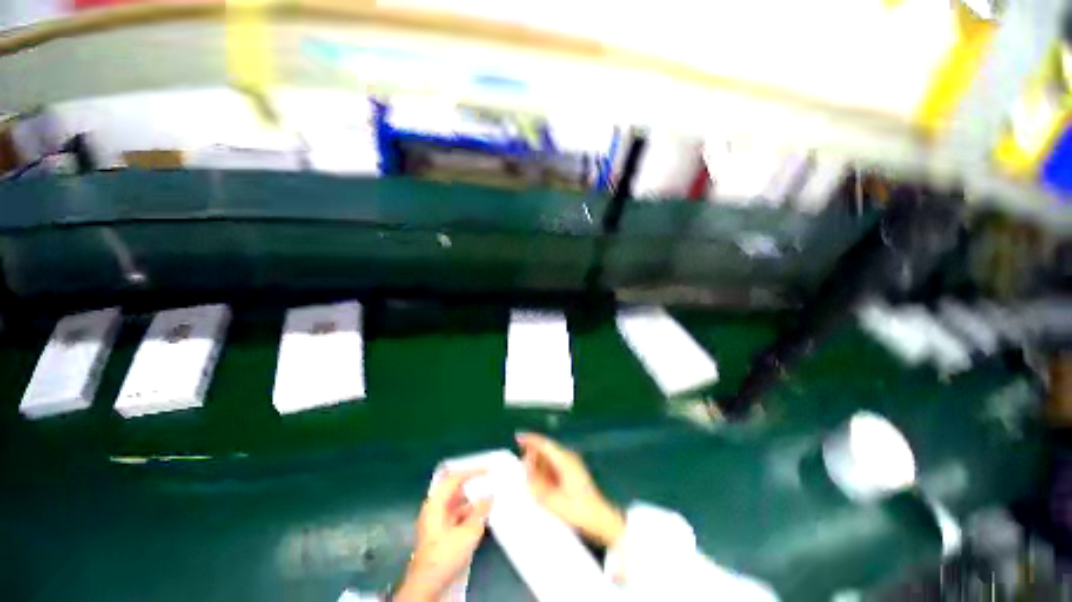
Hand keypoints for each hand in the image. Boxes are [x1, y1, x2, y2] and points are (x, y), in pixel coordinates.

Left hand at [395, 471, 491, 601]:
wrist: (427, 587)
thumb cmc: (445, 555)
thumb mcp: (468, 532)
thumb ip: (480, 511)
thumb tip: (489, 494)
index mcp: (436, 503)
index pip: (454, 478)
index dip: (471, 472)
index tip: (487, 469)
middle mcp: (434, 509)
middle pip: (454, 490)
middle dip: (472, 485)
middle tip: (489, 481)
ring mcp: (436, 523)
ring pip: (456, 504)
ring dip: (472, 501)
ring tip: (489, 499)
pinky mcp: (440, 536)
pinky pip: (457, 517)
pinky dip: (469, 514)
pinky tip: (482, 518)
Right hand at [516, 432, 624, 547]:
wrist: (600, 520)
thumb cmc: (577, 509)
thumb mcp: (551, 500)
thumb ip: (536, 483)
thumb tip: (526, 469)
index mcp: (564, 459)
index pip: (544, 443)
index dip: (530, 439)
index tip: (517, 437)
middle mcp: (568, 457)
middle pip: (547, 448)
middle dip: (533, 453)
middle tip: (521, 463)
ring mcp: (572, 464)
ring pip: (550, 456)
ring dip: (539, 462)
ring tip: (528, 474)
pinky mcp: (573, 472)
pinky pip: (555, 464)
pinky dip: (545, 468)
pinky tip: (540, 480)